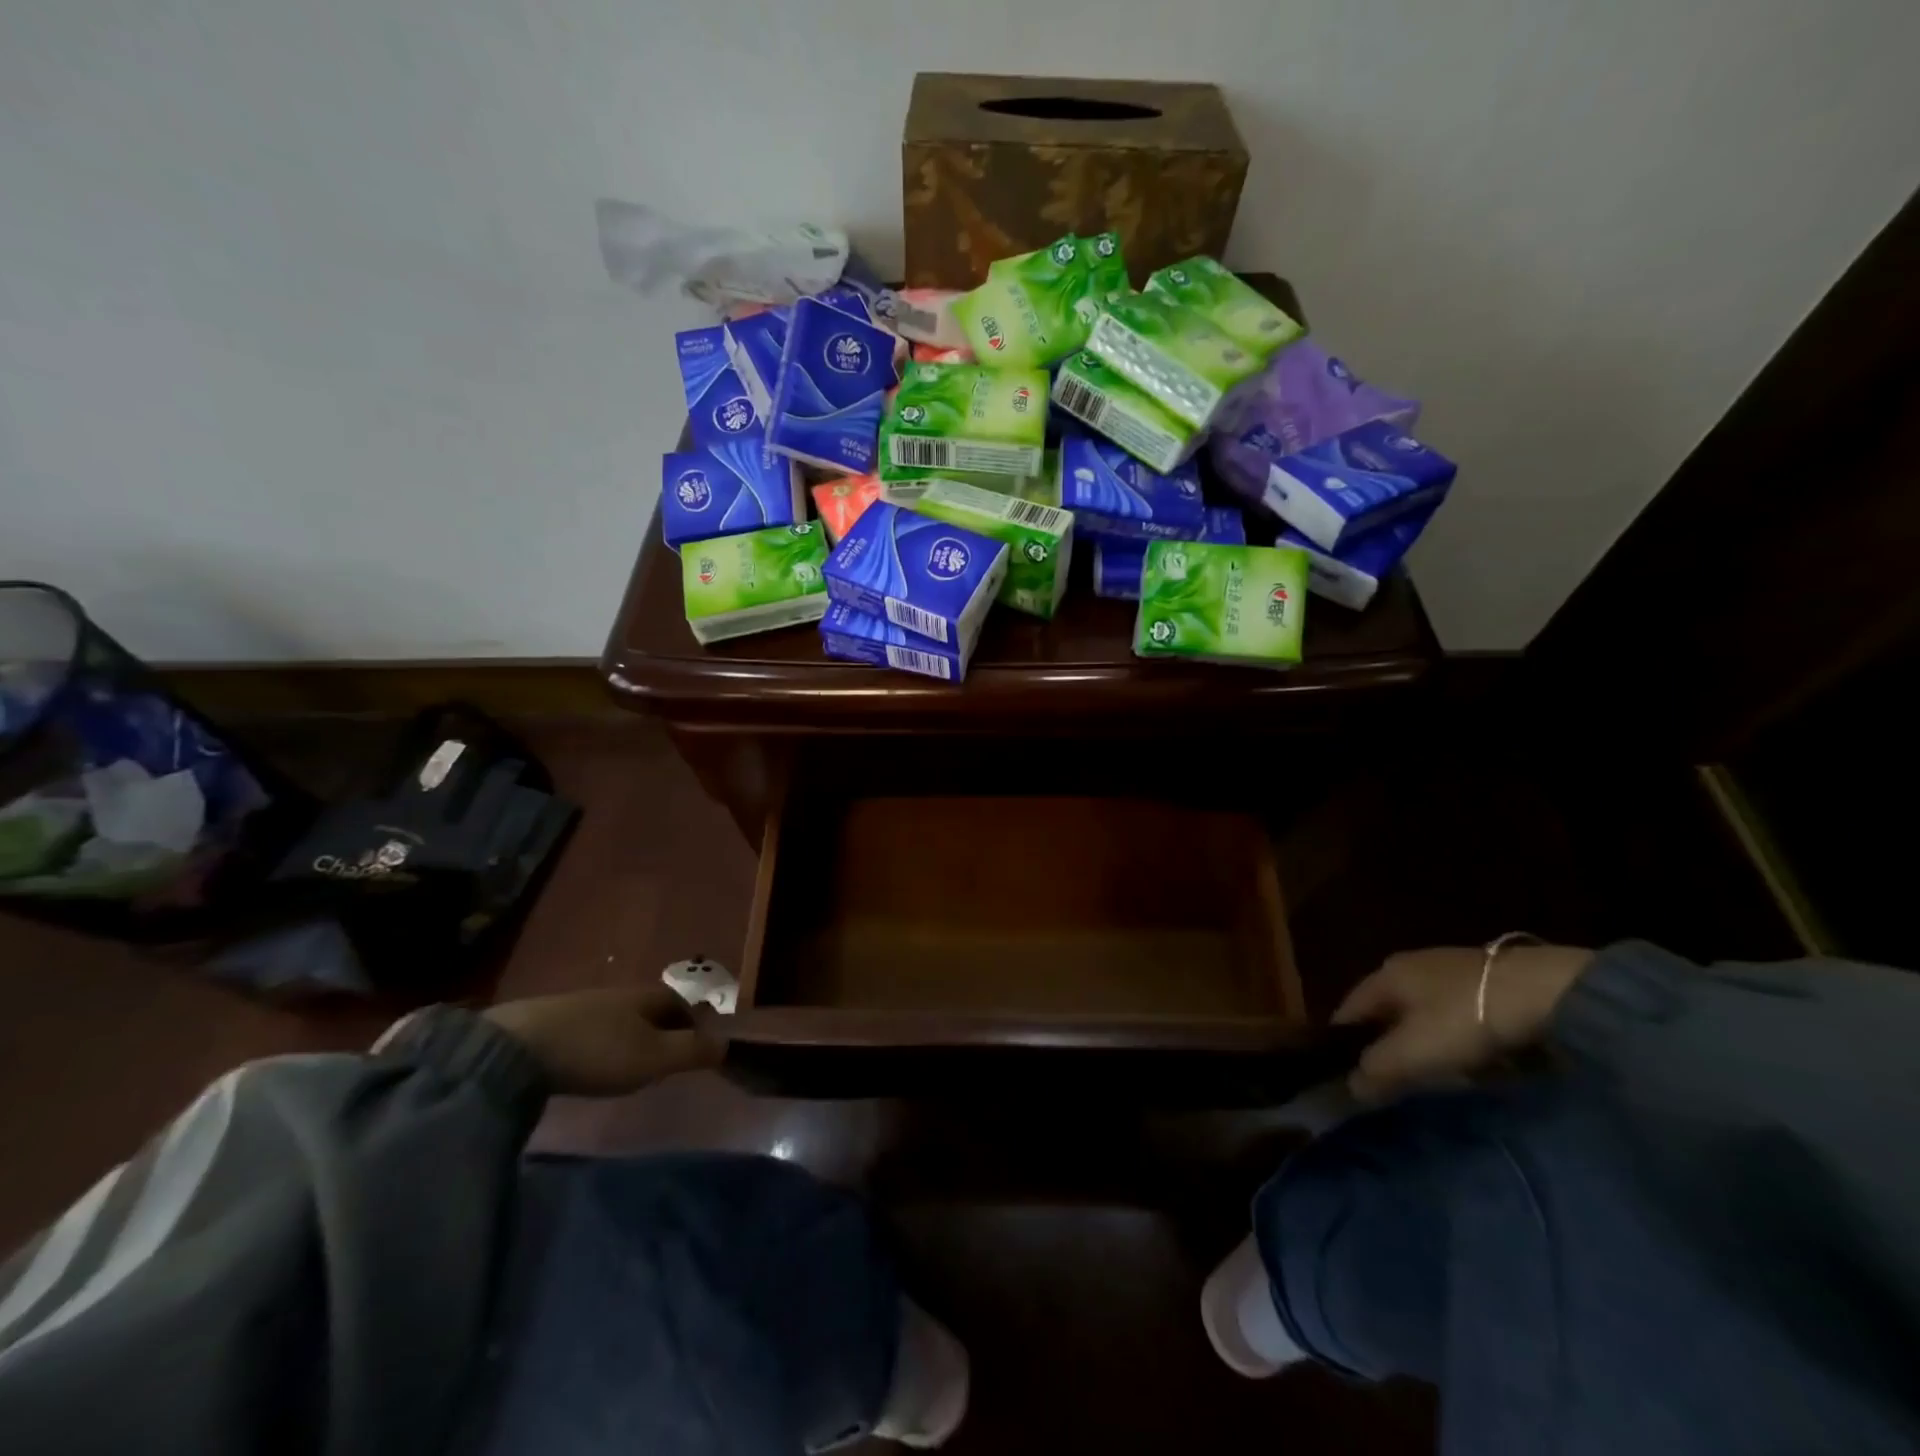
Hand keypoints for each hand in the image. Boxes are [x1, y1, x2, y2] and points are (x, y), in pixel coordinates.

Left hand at [484, 984, 724, 1096]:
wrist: (518, 1048)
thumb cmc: (598, 1051)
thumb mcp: (654, 1058)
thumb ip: (693, 1052)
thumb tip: (729, 1044)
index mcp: (648, 997)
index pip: (682, 1004)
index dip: (693, 1024)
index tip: (696, 1049)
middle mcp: (620, 994)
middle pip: (651, 1009)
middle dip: (663, 1030)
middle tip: (665, 1061)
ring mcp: (584, 1005)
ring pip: (621, 1019)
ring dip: (631, 1037)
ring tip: (630, 1066)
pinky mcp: (553, 1022)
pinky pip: (593, 1029)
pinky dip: (602, 1044)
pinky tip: (591, 1064)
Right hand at [1331, 944, 1592, 1101]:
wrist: (1548, 992)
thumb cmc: (1465, 1018)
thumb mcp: (1415, 1051)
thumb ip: (1377, 1069)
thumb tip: (1349, 1088)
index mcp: (1384, 975)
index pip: (1349, 1011)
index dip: (1343, 1042)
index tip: (1347, 1074)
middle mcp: (1409, 965)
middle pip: (1387, 1011)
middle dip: (1388, 1044)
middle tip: (1395, 1080)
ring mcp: (1449, 969)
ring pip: (1422, 1013)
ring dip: (1424, 1042)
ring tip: (1437, 1075)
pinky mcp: (1486, 981)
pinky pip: (1456, 1014)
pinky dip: (1456, 1036)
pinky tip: (1474, 1057)